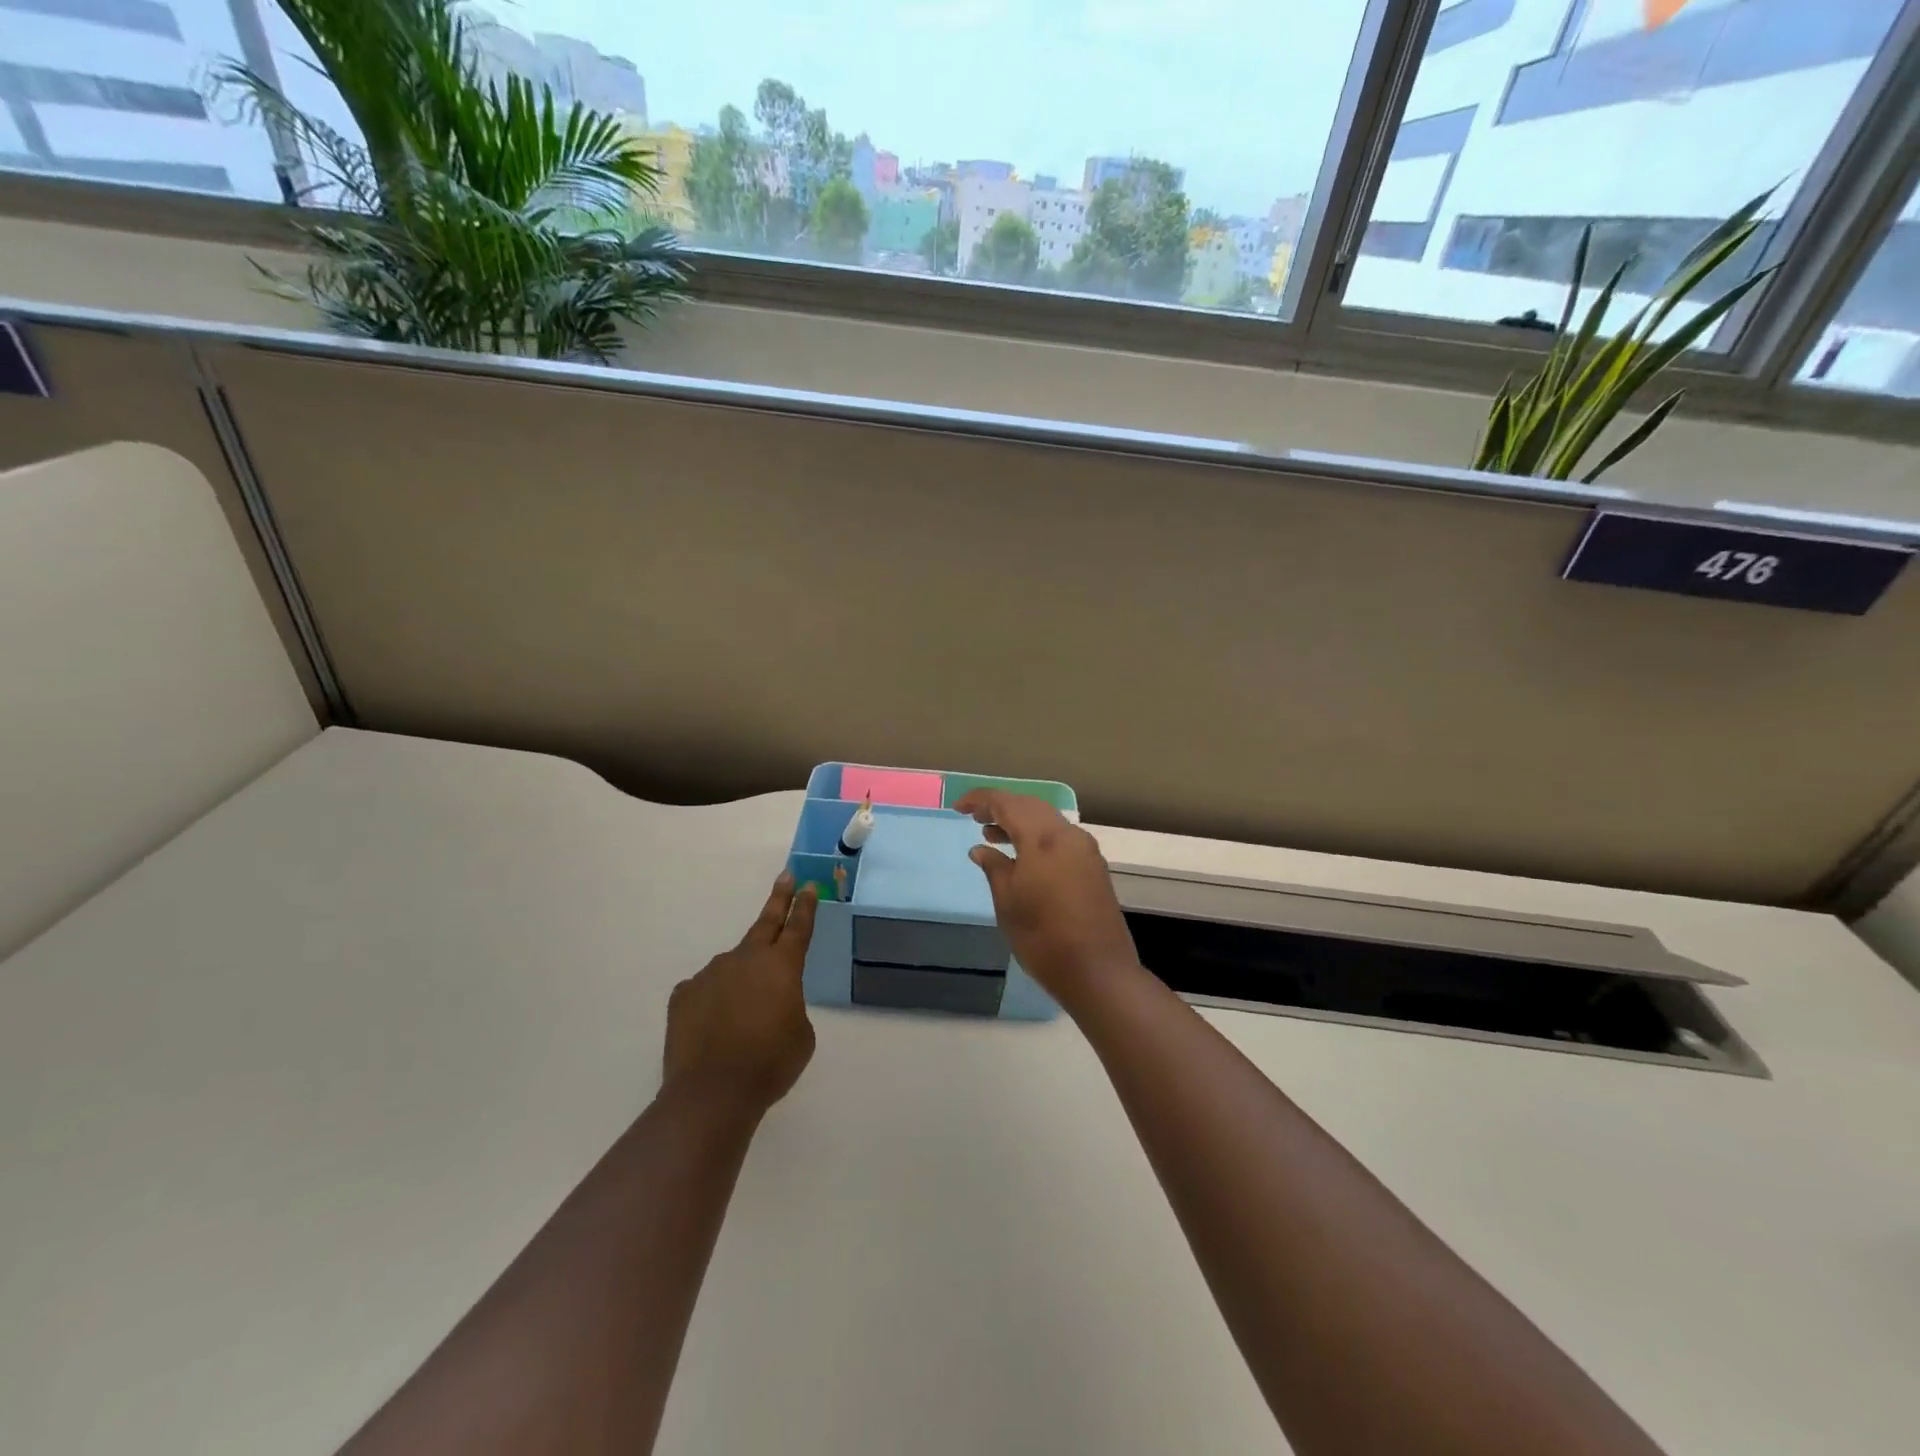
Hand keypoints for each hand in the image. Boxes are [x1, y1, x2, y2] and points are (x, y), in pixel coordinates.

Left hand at [663, 871, 817, 1114]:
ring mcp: (711, 974)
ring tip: (743, 1020)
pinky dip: (714, 1003)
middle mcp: (745, 959)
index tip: (809, 885)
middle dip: (779, 899)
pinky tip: (715, 1030)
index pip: (798, 927)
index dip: (805, 906)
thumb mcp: (801, 1035)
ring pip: (732, 968)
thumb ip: (789, 1007)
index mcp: (781, 966)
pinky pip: (706, 991)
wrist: (713, 1092)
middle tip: (786, 877)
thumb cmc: (770, 1062)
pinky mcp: (684, 995)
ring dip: (741, 981)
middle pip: (766, 923)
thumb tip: (770, 1004)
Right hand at [953, 790, 1139, 1006]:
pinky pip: (1060, 837)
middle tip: (974, 817)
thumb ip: (994, 868)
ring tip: (991, 835)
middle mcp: (1067, 835)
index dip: (980, 800)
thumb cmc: (1043, 937)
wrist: (1097, 971)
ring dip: (1019, 822)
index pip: (1007, 803)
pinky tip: (1021, 855)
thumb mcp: (1008, 902)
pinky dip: (1037, 836)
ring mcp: (1084, 850)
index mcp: (1043, 838)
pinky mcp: (1093, 867)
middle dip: (1001, 807)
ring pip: (1047, 821)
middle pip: (1030, 806)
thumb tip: (981, 849)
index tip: (958, 807)